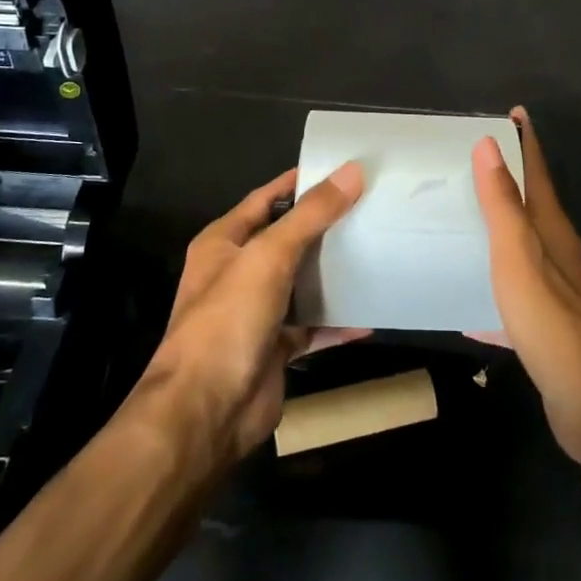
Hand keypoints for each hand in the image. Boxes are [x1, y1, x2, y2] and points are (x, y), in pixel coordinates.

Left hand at [135, 165, 366, 462]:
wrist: (205, 412)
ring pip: (300, 283)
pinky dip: (337, 322)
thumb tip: (352, 171)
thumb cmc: (228, 320)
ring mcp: (255, 312)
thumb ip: (311, 215)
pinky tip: (370, 315)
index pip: (266, 199)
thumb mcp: (269, 256)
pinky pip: (311, 327)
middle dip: (324, 226)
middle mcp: (237, 272)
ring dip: (332, 273)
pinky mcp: (274, 348)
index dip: (299, 182)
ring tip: (376, 251)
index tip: (342, 169)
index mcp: (224, 242)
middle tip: (370, 208)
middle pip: (286, 239)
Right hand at [471, 107, 580, 470]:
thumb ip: (504, 206)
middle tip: (469, 165)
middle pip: (533, 209)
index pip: (538, 173)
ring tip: (462, 226)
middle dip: (507, 184)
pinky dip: (493, 294)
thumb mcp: (521, 260)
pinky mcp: (552, 332)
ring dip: (498, 235)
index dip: (525, 141)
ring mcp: (560, 296)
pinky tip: (469, 310)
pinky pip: (516, 300)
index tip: (513, 112)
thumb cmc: (556, 326)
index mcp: (555, 233)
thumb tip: (490, 144)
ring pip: (524, 253)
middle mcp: (561, 257)